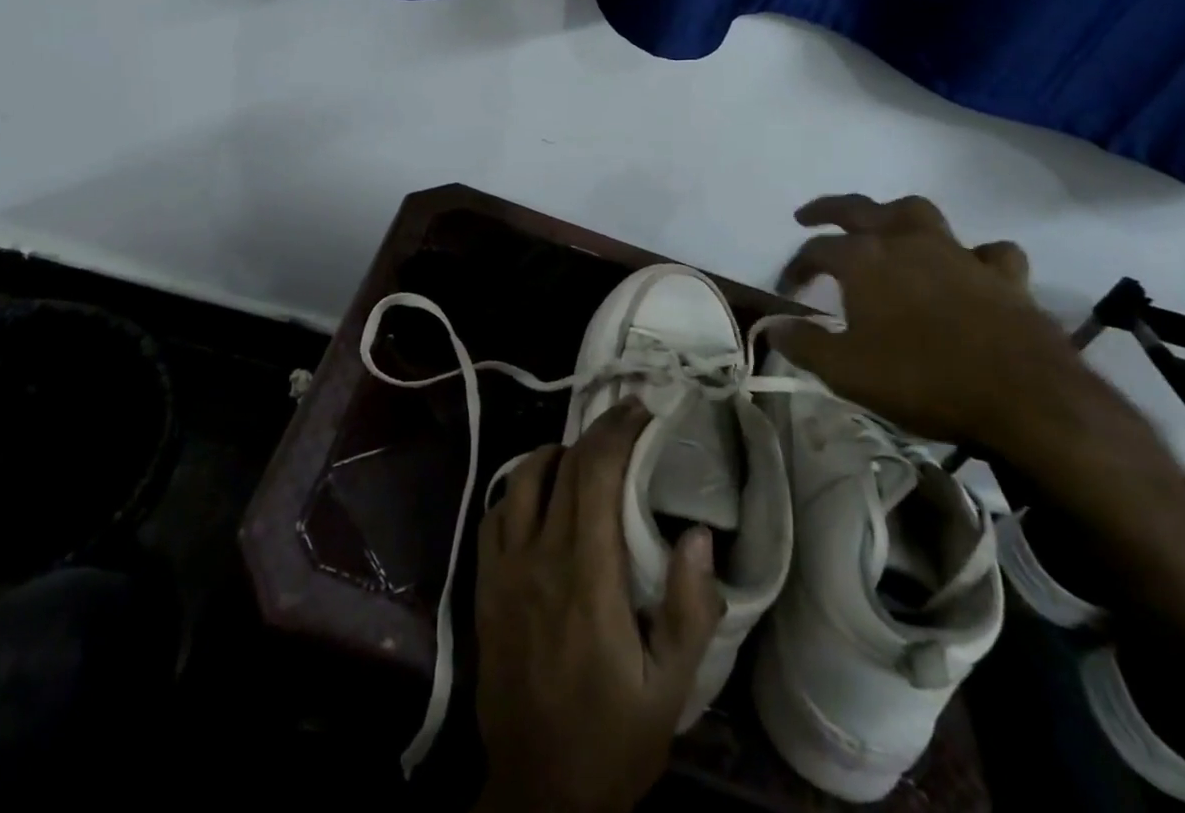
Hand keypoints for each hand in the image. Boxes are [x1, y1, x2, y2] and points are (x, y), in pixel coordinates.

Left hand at [473, 400, 721, 812]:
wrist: (537, 794)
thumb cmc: (611, 741)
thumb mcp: (671, 691)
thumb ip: (689, 610)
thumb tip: (700, 534)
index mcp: (588, 575)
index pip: (597, 474)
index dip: (618, 431)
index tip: (642, 410)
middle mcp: (540, 555)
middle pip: (564, 466)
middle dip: (597, 431)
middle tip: (625, 419)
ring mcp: (505, 567)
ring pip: (522, 477)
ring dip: (555, 453)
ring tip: (584, 455)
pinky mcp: (485, 583)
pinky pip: (497, 512)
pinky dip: (520, 488)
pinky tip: (541, 497)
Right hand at [771, 193, 1089, 456]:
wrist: (1026, 400)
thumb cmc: (923, 379)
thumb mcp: (846, 371)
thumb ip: (804, 344)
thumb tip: (773, 325)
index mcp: (864, 260)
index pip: (815, 251)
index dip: (795, 267)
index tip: (787, 290)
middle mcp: (906, 243)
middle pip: (860, 209)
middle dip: (829, 209)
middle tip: (808, 215)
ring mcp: (958, 254)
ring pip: (921, 214)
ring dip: (897, 216)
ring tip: (887, 227)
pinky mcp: (1004, 277)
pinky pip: (988, 253)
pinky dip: (975, 256)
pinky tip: (970, 267)